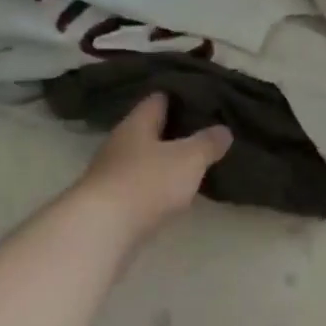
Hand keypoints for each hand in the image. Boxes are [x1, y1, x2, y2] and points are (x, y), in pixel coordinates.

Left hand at [76, 93, 230, 241]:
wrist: (102, 228)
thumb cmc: (147, 182)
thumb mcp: (188, 159)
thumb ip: (207, 143)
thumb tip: (223, 129)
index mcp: (136, 123)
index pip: (158, 99)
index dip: (180, 97)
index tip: (202, 99)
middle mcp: (119, 142)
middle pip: (149, 129)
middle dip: (173, 131)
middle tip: (203, 132)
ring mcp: (111, 172)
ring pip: (143, 158)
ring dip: (163, 160)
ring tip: (192, 163)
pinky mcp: (110, 200)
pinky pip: (138, 184)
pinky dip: (155, 184)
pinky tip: (171, 192)